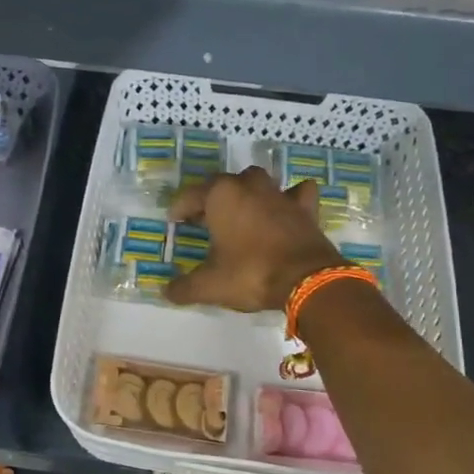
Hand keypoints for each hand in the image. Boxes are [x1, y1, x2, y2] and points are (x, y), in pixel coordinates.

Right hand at [165, 166, 345, 313]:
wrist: (306, 279)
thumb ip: (185, 288)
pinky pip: (297, 193)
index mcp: (221, 196)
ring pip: (258, 181)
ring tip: (241, 211)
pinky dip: (291, 197)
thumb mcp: (210, 285)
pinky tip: (286, 207)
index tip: (173, 220)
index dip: (179, 208)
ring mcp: (280, 195)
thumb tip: (166, 292)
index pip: (191, 195)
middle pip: (224, 183)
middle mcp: (249, 187)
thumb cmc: (250, 274)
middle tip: (205, 219)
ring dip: (247, 192)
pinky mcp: (305, 208)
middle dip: (212, 198)